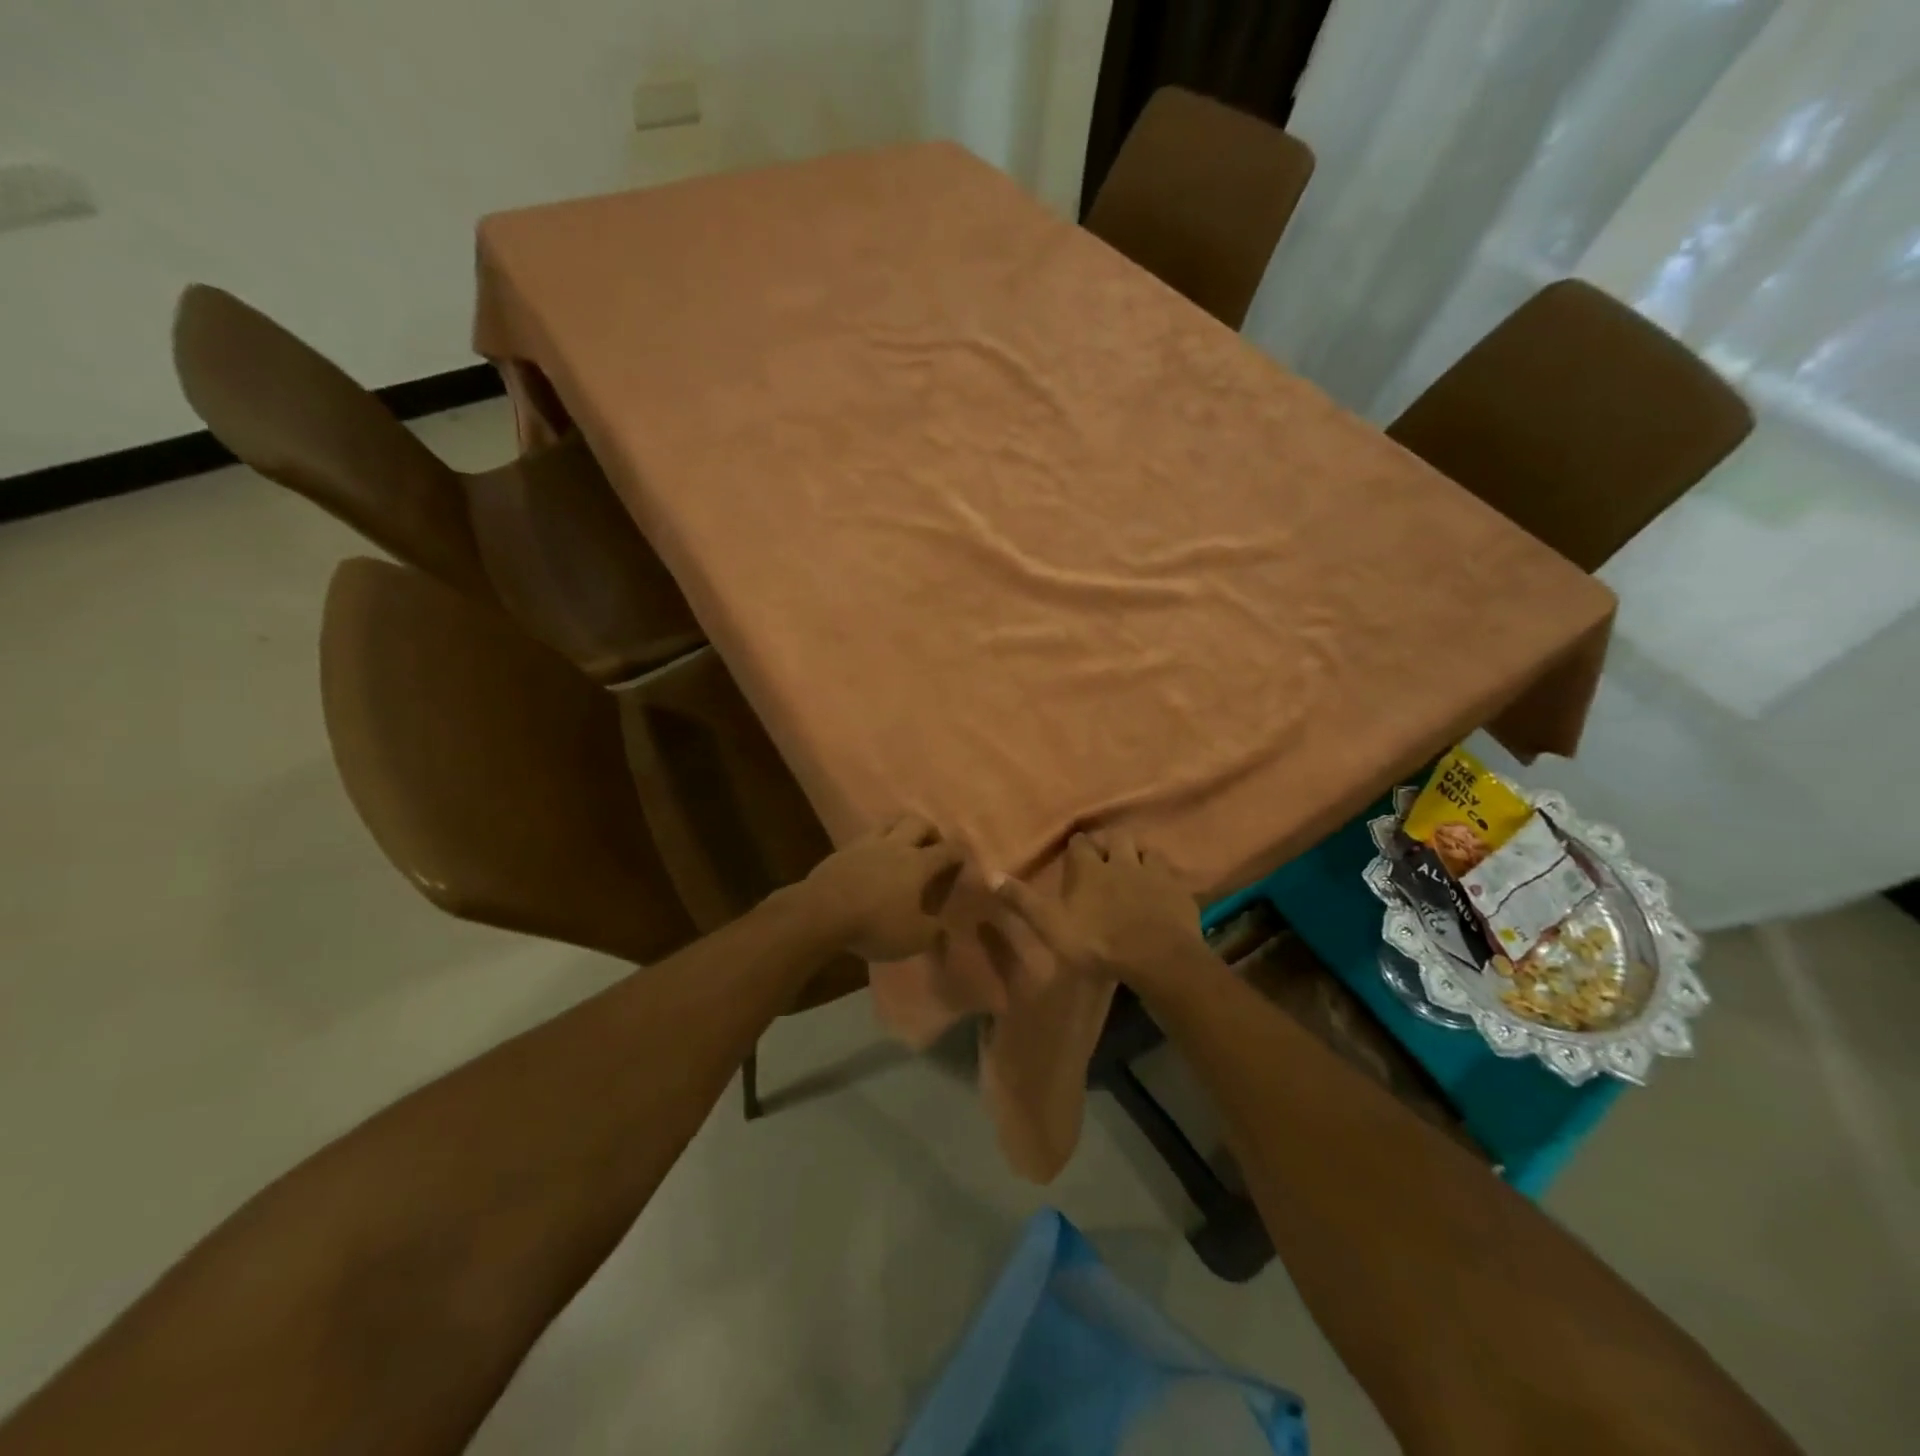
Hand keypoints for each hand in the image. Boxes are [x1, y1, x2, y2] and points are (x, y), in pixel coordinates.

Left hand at [806, 816, 966, 961]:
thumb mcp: (913, 938)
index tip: (962, 859)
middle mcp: (896, 846)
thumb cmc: (875, 924)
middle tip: (932, 846)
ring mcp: (866, 844)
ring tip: (902, 844)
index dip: (958, 853)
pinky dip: (874, 844)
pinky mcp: (842, 850)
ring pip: (890, 823)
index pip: (947, 850)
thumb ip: (933, 932)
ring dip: (900, 829)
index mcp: (918, 863)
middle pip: (918, 823)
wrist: (822, 912)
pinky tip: (872, 858)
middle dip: (930, 831)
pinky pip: (865, 838)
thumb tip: (942, 929)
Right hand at [992, 831, 1209, 991]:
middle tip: (1106, 855)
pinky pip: (1169, 872)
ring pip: (1145, 850)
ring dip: (1138, 853)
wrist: (1156, 957)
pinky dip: (1162, 874)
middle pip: (1115, 839)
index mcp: (1089, 869)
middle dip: (1109, 843)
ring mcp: (1152, 873)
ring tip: (1134, 864)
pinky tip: (1161, 886)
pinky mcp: (1177, 890)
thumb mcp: (1051, 925)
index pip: (1080, 845)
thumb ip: (1023, 901)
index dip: (1077, 847)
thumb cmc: (1098, 942)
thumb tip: (990, 875)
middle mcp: (1121, 862)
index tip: (1075, 852)